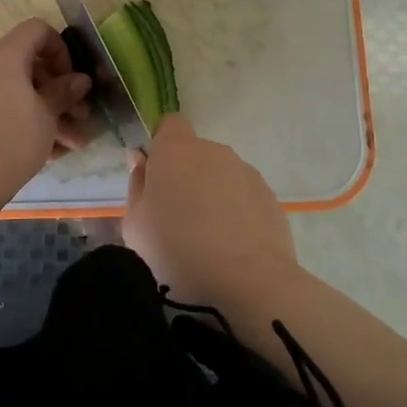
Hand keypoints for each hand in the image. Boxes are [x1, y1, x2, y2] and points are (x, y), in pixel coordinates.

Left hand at [0, 18, 94, 184]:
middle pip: (27, 68)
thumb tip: (78, 80)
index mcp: (3, 55)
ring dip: (46, 116)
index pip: (36, 30)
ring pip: (16, 96)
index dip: (61, 49)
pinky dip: (22, 126)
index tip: (72, 80)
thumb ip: (64, 92)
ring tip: (71, 147)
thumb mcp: (47, 115)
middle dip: (58, 93)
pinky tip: (46, 154)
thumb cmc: (12, 137)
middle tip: (81, 118)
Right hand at [122, 113, 299, 308]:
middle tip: (177, 218)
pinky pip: (244, 197)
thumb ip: (137, 185)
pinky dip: (237, 213)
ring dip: (213, 195)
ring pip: (221, 176)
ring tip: (208, 240)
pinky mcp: (270, 197)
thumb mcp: (136, 225)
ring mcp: (246, 172)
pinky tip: (233, 249)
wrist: (247, 282)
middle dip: (186, 176)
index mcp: (176, 150)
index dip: (162, 145)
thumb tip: (140, 159)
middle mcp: (213, 151)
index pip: (170, 124)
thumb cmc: (177, 251)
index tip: (157, 177)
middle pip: (196, 153)